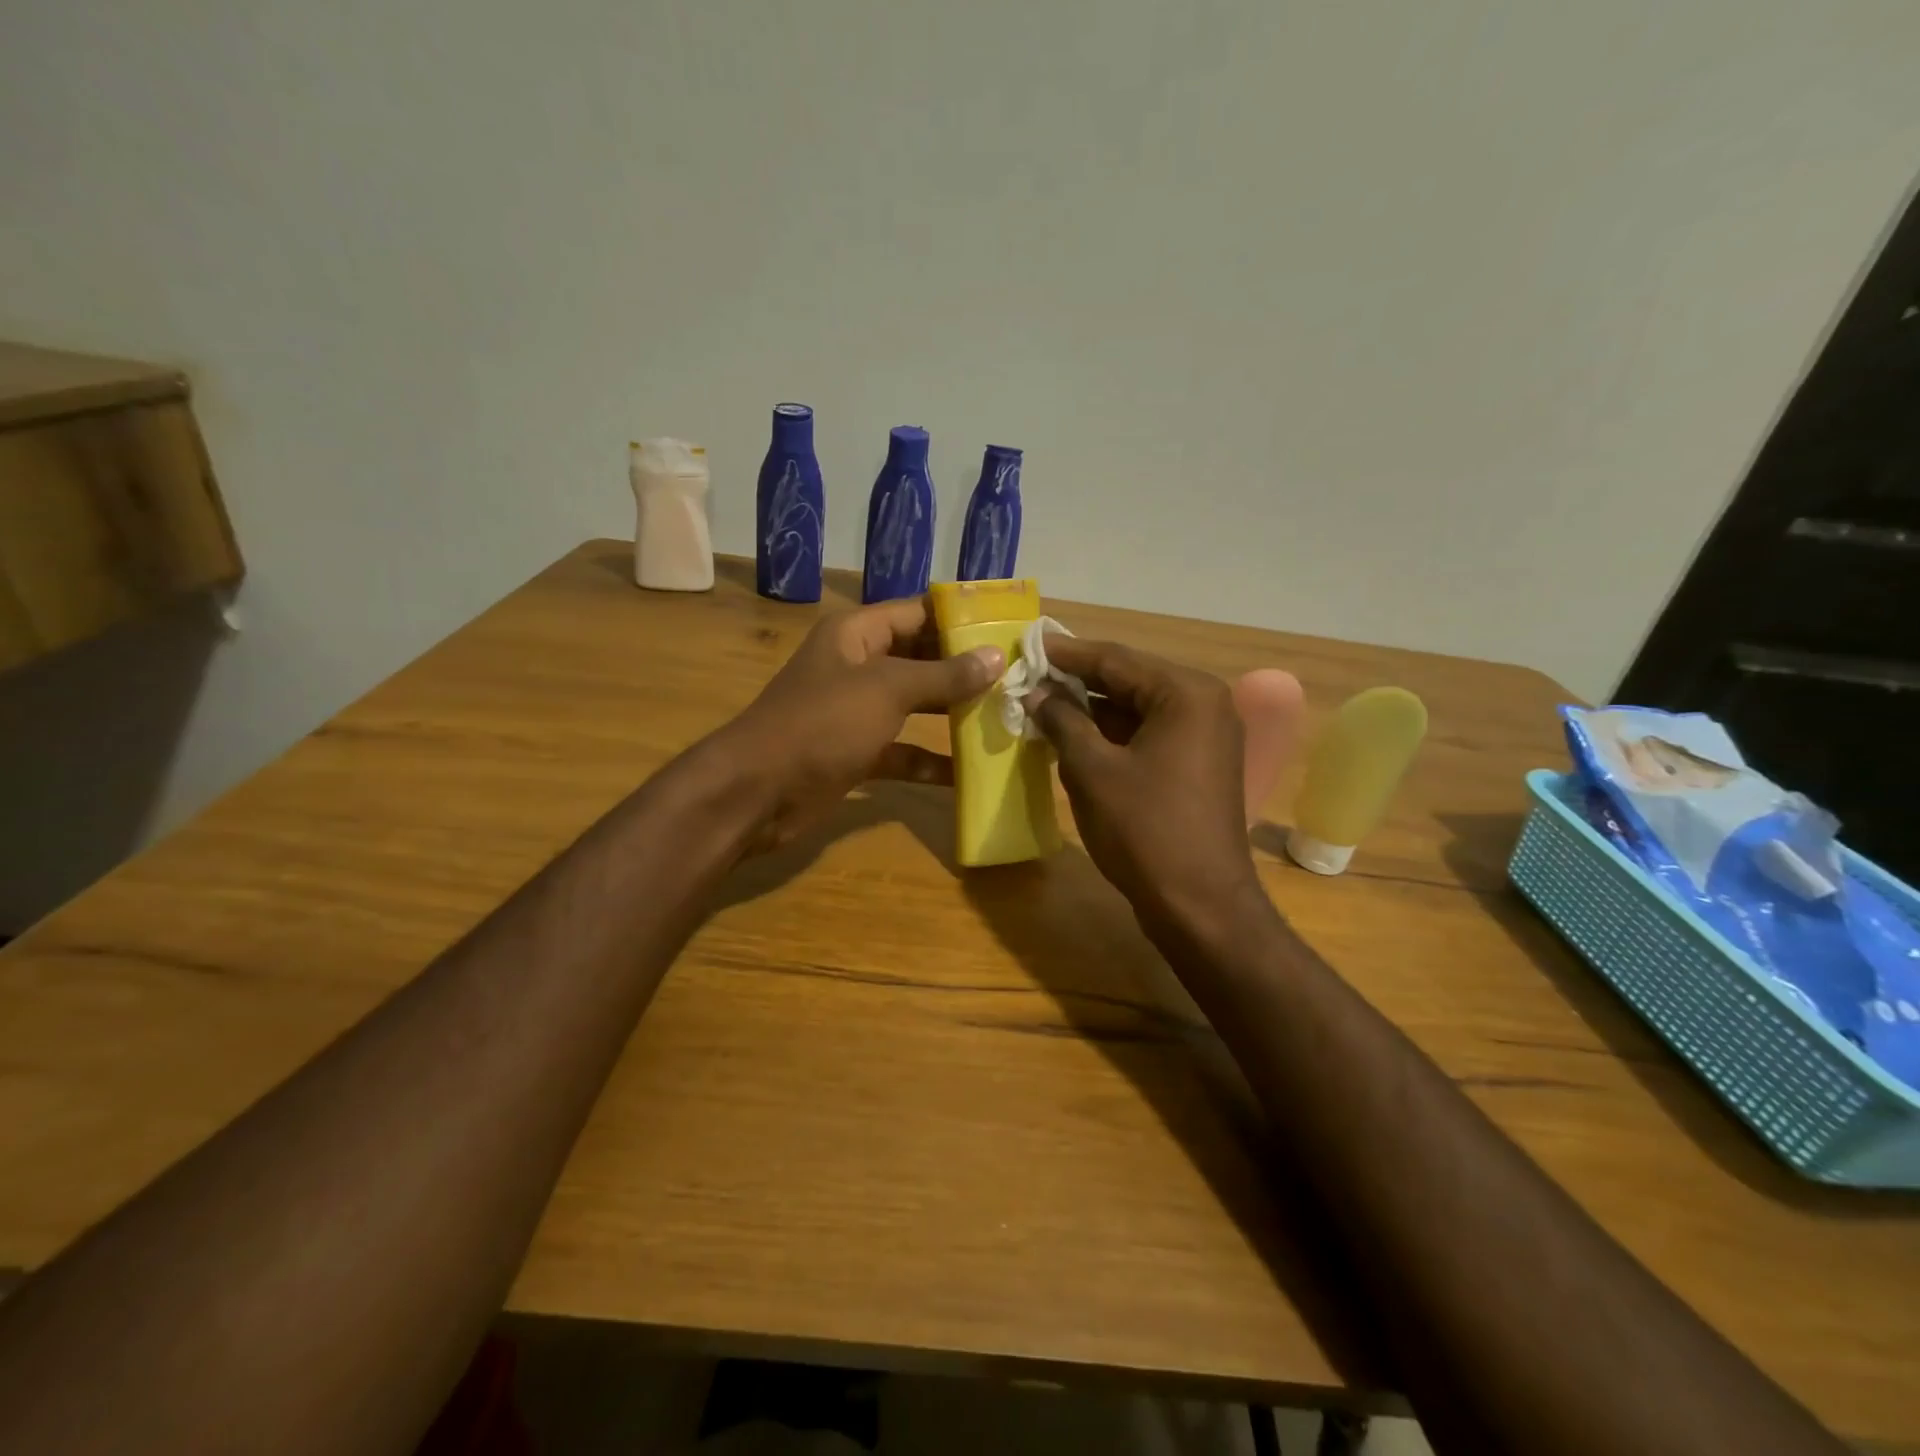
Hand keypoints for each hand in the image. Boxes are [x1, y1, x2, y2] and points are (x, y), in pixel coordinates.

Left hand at [717, 598, 1002, 852]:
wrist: (758, 792)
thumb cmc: (822, 724)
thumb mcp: (887, 690)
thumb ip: (943, 675)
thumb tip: (996, 657)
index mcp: (857, 634)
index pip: (917, 612)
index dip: (961, 618)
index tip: (1009, 626)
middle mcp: (858, 666)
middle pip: (921, 658)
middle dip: (965, 668)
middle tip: (1019, 675)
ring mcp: (856, 712)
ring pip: (915, 705)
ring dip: (953, 713)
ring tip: (1006, 716)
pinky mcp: (857, 753)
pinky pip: (903, 751)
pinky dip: (931, 760)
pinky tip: (968, 773)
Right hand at [1029, 637, 1263, 936]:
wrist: (1200, 905)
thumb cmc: (1145, 831)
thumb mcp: (1092, 771)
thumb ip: (1062, 721)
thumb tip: (1036, 693)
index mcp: (1185, 693)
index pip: (1116, 659)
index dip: (1066, 654)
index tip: (1027, 645)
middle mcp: (1204, 703)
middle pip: (1129, 680)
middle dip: (1077, 682)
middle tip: (1029, 676)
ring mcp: (1205, 736)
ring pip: (1137, 709)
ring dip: (1092, 710)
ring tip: (1042, 705)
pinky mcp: (1198, 764)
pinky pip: (1148, 734)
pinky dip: (1112, 735)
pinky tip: (1073, 738)